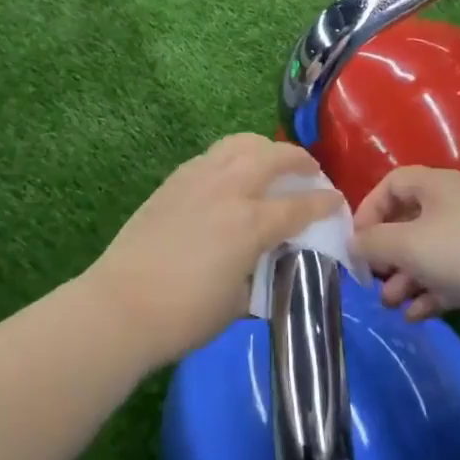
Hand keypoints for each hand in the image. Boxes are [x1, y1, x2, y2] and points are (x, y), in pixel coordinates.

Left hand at [81, 134, 345, 367]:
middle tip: (310, 170)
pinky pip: (212, 155)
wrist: (122, 304)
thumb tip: (269, 263)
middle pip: (273, 157)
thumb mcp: (238, 303)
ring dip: (264, 148)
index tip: (337, 201)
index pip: (300, 205)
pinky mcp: (174, 180)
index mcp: (251, 223)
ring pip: (240, 144)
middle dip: (299, 159)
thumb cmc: (185, 315)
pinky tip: (232, 172)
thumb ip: (261, 273)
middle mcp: (229, 190)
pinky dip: (232, 156)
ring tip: (271, 160)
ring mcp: (198, 179)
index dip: (325, 202)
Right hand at [353, 166, 459, 327]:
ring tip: (390, 305)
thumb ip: (372, 243)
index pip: (391, 184)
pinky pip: (452, 275)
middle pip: (409, 222)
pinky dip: (431, 292)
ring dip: (406, 278)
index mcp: (436, 185)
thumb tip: (351, 244)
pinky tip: (416, 316)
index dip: (368, 210)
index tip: (357, 241)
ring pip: (430, 253)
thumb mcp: (407, 245)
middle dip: (386, 253)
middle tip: (372, 278)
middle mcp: (456, 204)